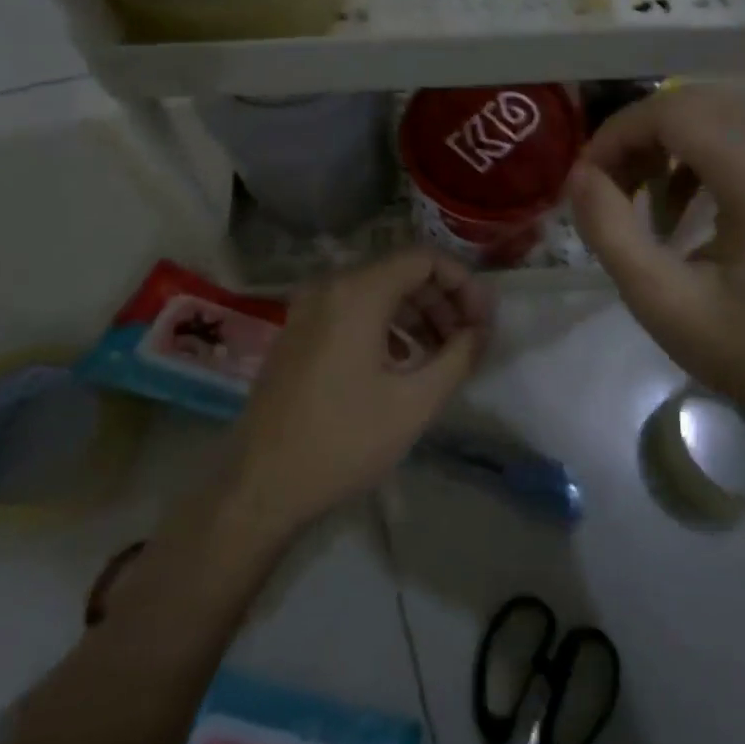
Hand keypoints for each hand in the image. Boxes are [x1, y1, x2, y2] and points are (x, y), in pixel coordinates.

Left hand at [229, 247, 492, 528]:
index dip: (462, 283)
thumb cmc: (344, 441)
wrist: (262, 485)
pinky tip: (403, 362)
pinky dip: (387, 325)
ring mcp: (308, 308)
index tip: (483, 321)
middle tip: (469, 340)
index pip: (424, 258)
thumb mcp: (416, 402)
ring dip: (417, 314)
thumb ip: (459, 355)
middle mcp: (329, 287)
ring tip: (443, 354)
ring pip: (378, 292)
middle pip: (401, 272)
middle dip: (443, 301)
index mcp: (357, 293)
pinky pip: (353, 310)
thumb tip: (482, 330)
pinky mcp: (299, 331)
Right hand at [566, 87, 744, 449]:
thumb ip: (609, 229)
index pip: (675, 113)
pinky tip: (677, 205)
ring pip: (714, 114)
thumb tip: (578, 176)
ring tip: (636, 197)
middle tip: (606, 186)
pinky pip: (737, 135)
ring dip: (663, 144)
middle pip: (694, 104)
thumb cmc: (743, 350)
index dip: (618, 134)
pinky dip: (694, 156)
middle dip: (637, 137)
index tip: (587, 178)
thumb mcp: (660, 300)